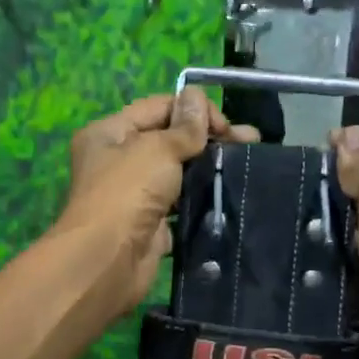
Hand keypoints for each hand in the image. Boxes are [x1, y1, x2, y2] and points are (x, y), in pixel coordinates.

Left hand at [58, 88, 257, 314]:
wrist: (109, 260)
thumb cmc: (128, 193)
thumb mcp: (158, 149)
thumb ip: (183, 127)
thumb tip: (196, 98)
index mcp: (109, 133)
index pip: (158, 108)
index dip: (193, 111)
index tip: (226, 127)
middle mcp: (117, 161)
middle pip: (169, 140)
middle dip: (208, 139)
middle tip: (249, 142)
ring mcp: (133, 196)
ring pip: (177, 174)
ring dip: (208, 170)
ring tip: (245, 167)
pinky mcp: (150, 225)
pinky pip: (180, 206)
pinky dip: (201, 201)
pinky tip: (229, 196)